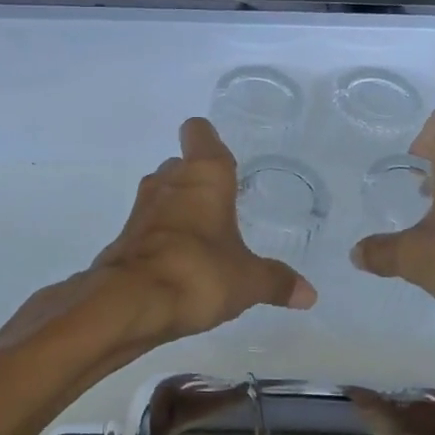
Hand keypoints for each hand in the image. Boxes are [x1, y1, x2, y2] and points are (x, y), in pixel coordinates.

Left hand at [95, 117, 316, 345]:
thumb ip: (277, 282)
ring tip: (205, 236)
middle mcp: (169, 180)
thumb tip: (309, 294)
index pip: (199, 132)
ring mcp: (142, 207)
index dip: (209, 140)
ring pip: (164, 193)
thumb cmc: (198, 273)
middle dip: (199, 181)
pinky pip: (150, 225)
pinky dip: (163, 236)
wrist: (130, 303)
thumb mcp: (248, 281)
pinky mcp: (125, 236)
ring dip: (180, 208)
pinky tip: (181, 262)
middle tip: (223, 206)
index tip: (225, 159)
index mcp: (204, 175)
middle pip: (182, 164)